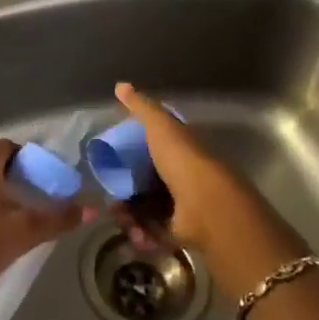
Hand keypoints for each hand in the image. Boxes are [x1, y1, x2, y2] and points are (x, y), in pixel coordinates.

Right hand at [110, 83, 307, 296]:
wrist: (207, 207)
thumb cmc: (183, 160)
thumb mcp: (160, 126)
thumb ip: (141, 107)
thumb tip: (120, 85)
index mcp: (183, 150)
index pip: (155, 149)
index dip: (133, 154)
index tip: (112, 161)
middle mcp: (185, 177)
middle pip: (147, 182)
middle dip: (126, 191)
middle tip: (111, 197)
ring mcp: (184, 206)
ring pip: (147, 209)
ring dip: (130, 215)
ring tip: (121, 218)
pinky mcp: (181, 233)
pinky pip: (154, 232)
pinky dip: (141, 234)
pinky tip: (134, 233)